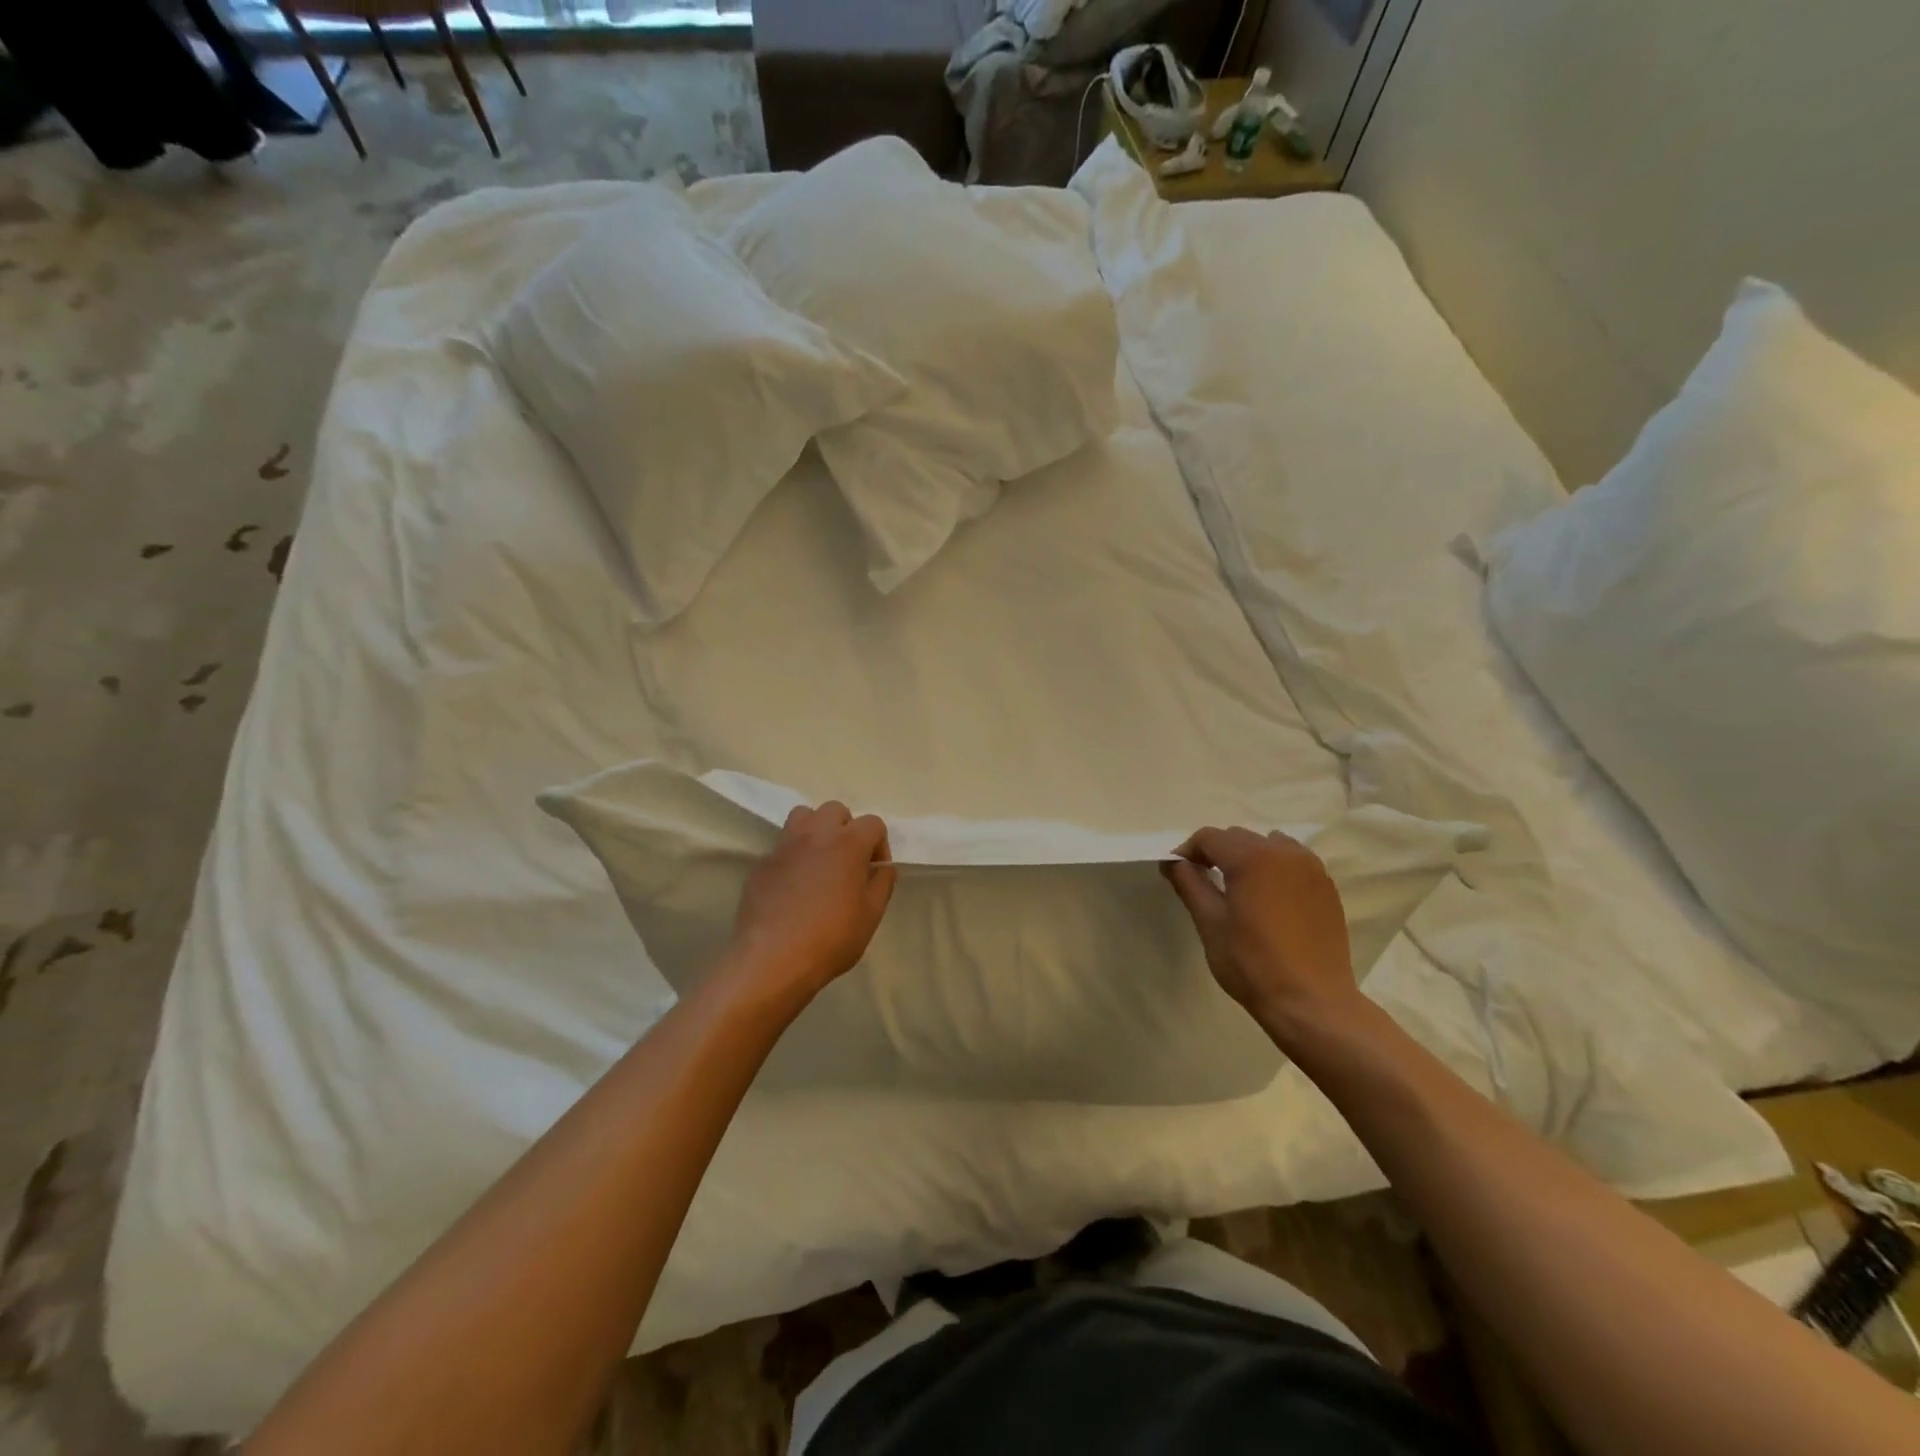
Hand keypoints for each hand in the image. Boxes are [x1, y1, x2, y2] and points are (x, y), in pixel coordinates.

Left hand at [726, 801, 896, 1008]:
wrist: (772, 959)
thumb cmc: (831, 938)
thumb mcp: (871, 915)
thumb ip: (882, 884)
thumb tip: (882, 867)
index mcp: (848, 843)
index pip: (873, 823)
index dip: (879, 844)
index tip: (875, 871)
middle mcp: (815, 834)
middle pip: (835, 810)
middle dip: (846, 828)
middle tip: (848, 860)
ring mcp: (784, 846)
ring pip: (803, 816)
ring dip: (816, 830)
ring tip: (819, 861)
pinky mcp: (761, 864)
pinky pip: (782, 847)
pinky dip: (792, 857)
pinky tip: (793, 887)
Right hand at [1162, 827, 1362, 1048]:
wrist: (1312, 1002)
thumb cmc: (1252, 964)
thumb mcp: (1210, 924)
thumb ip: (1189, 884)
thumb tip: (1172, 862)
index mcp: (1252, 858)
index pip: (1209, 837)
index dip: (1188, 852)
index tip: (1178, 874)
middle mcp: (1284, 852)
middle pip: (1239, 837)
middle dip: (1216, 852)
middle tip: (1203, 881)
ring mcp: (1310, 868)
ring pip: (1268, 845)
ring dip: (1247, 857)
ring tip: (1238, 888)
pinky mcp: (1326, 887)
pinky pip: (1292, 862)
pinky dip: (1274, 868)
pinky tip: (1268, 898)